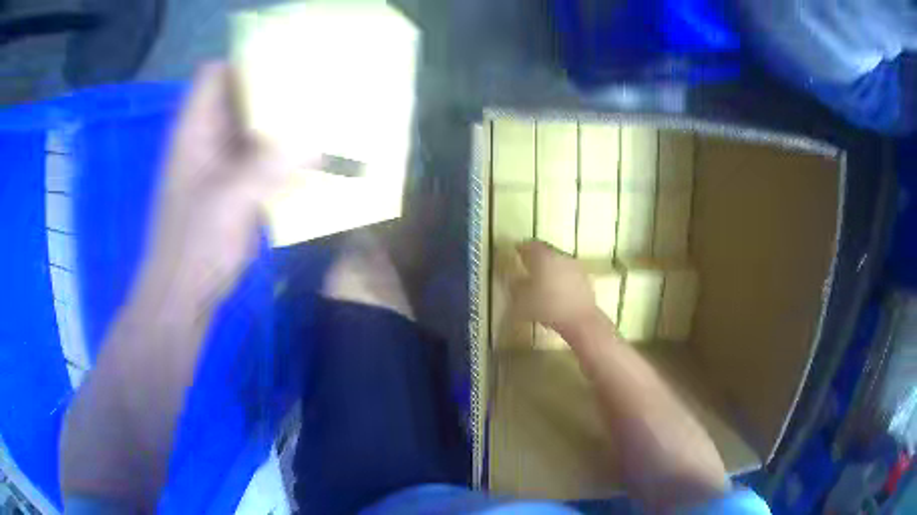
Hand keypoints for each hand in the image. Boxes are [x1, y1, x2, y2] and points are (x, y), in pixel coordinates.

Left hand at [136, 63, 309, 313]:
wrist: (184, 294)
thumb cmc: (195, 245)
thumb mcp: (232, 201)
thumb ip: (272, 167)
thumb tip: (319, 143)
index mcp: (196, 130)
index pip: (215, 75)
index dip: (244, 61)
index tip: (283, 62)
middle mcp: (208, 139)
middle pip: (239, 97)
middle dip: (274, 90)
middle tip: (315, 86)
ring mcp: (221, 163)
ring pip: (253, 128)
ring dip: (283, 124)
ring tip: (322, 116)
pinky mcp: (234, 187)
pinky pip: (262, 158)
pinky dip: (283, 155)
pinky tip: (312, 159)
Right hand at [511, 241, 599, 333]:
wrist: (580, 319)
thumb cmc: (547, 307)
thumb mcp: (522, 300)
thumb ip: (516, 286)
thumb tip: (516, 279)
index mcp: (543, 256)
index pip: (530, 244)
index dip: (521, 248)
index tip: (516, 252)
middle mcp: (560, 256)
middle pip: (546, 251)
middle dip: (536, 256)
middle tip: (527, 264)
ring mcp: (575, 266)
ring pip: (558, 261)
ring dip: (550, 266)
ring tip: (542, 278)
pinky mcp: (585, 278)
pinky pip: (568, 273)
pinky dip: (561, 277)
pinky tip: (556, 289)